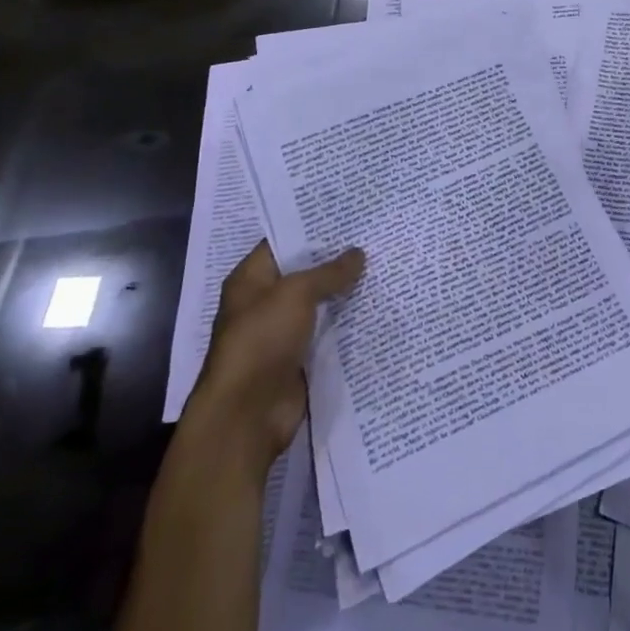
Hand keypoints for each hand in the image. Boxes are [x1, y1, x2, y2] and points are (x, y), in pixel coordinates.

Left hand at [184, 240, 365, 477]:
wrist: (247, 415)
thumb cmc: (261, 340)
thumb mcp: (296, 293)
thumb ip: (329, 272)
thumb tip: (358, 253)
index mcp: (251, 279)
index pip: (283, 242)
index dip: (313, 228)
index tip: (349, 215)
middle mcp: (264, 302)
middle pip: (304, 273)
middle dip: (336, 260)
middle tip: (374, 237)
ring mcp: (281, 333)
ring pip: (319, 304)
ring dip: (344, 293)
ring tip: (383, 266)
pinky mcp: (298, 359)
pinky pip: (326, 333)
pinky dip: (347, 324)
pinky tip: (376, 307)